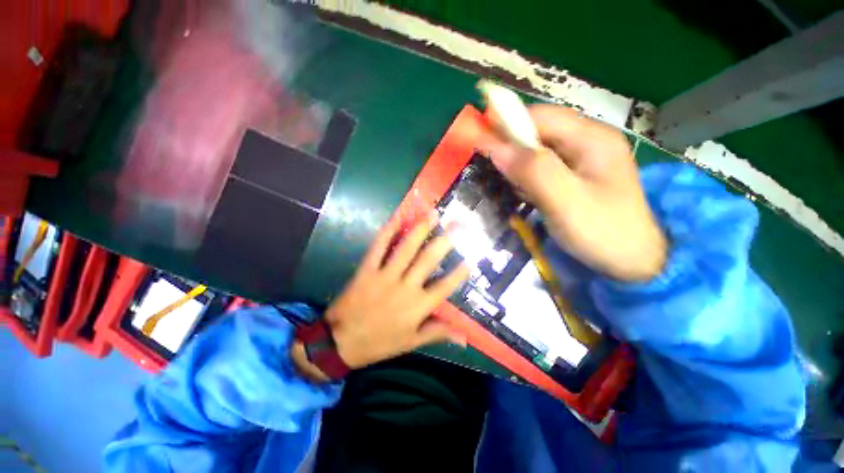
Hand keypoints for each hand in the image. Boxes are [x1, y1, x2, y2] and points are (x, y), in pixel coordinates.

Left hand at [318, 213, 468, 369]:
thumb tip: (464, 337)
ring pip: (406, 249)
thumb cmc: (379, 343)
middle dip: (445, 241)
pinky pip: (378, 247)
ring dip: (421, 230)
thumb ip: (438, 333)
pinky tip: (398, 217)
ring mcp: (385, 275)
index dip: (460, 273)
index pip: (445, 286)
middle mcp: (405, 287)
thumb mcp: (411, 342)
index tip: (471, 259)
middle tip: (457, 225)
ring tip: (433, 215)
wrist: (339, 342)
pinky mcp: (367, 269)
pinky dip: (388, 231)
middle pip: (428, 260)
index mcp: (418, 306)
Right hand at [479, 104, 666, 281]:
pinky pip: (544, 168)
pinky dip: (528, 177)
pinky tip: (528, 194)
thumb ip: (531, 170)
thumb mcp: (564, 200)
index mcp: (592, 137)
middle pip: (539, 132)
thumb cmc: (602, 231)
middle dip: (513, 149)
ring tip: (515, 188)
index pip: (540, 117)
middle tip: (496, 172)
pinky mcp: (577, 176)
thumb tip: (495, 147)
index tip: (478, 142)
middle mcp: (588, 141)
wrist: (633, 263)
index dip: (507, 125)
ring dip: (519, 165)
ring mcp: (583, 159)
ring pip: (539, 151)